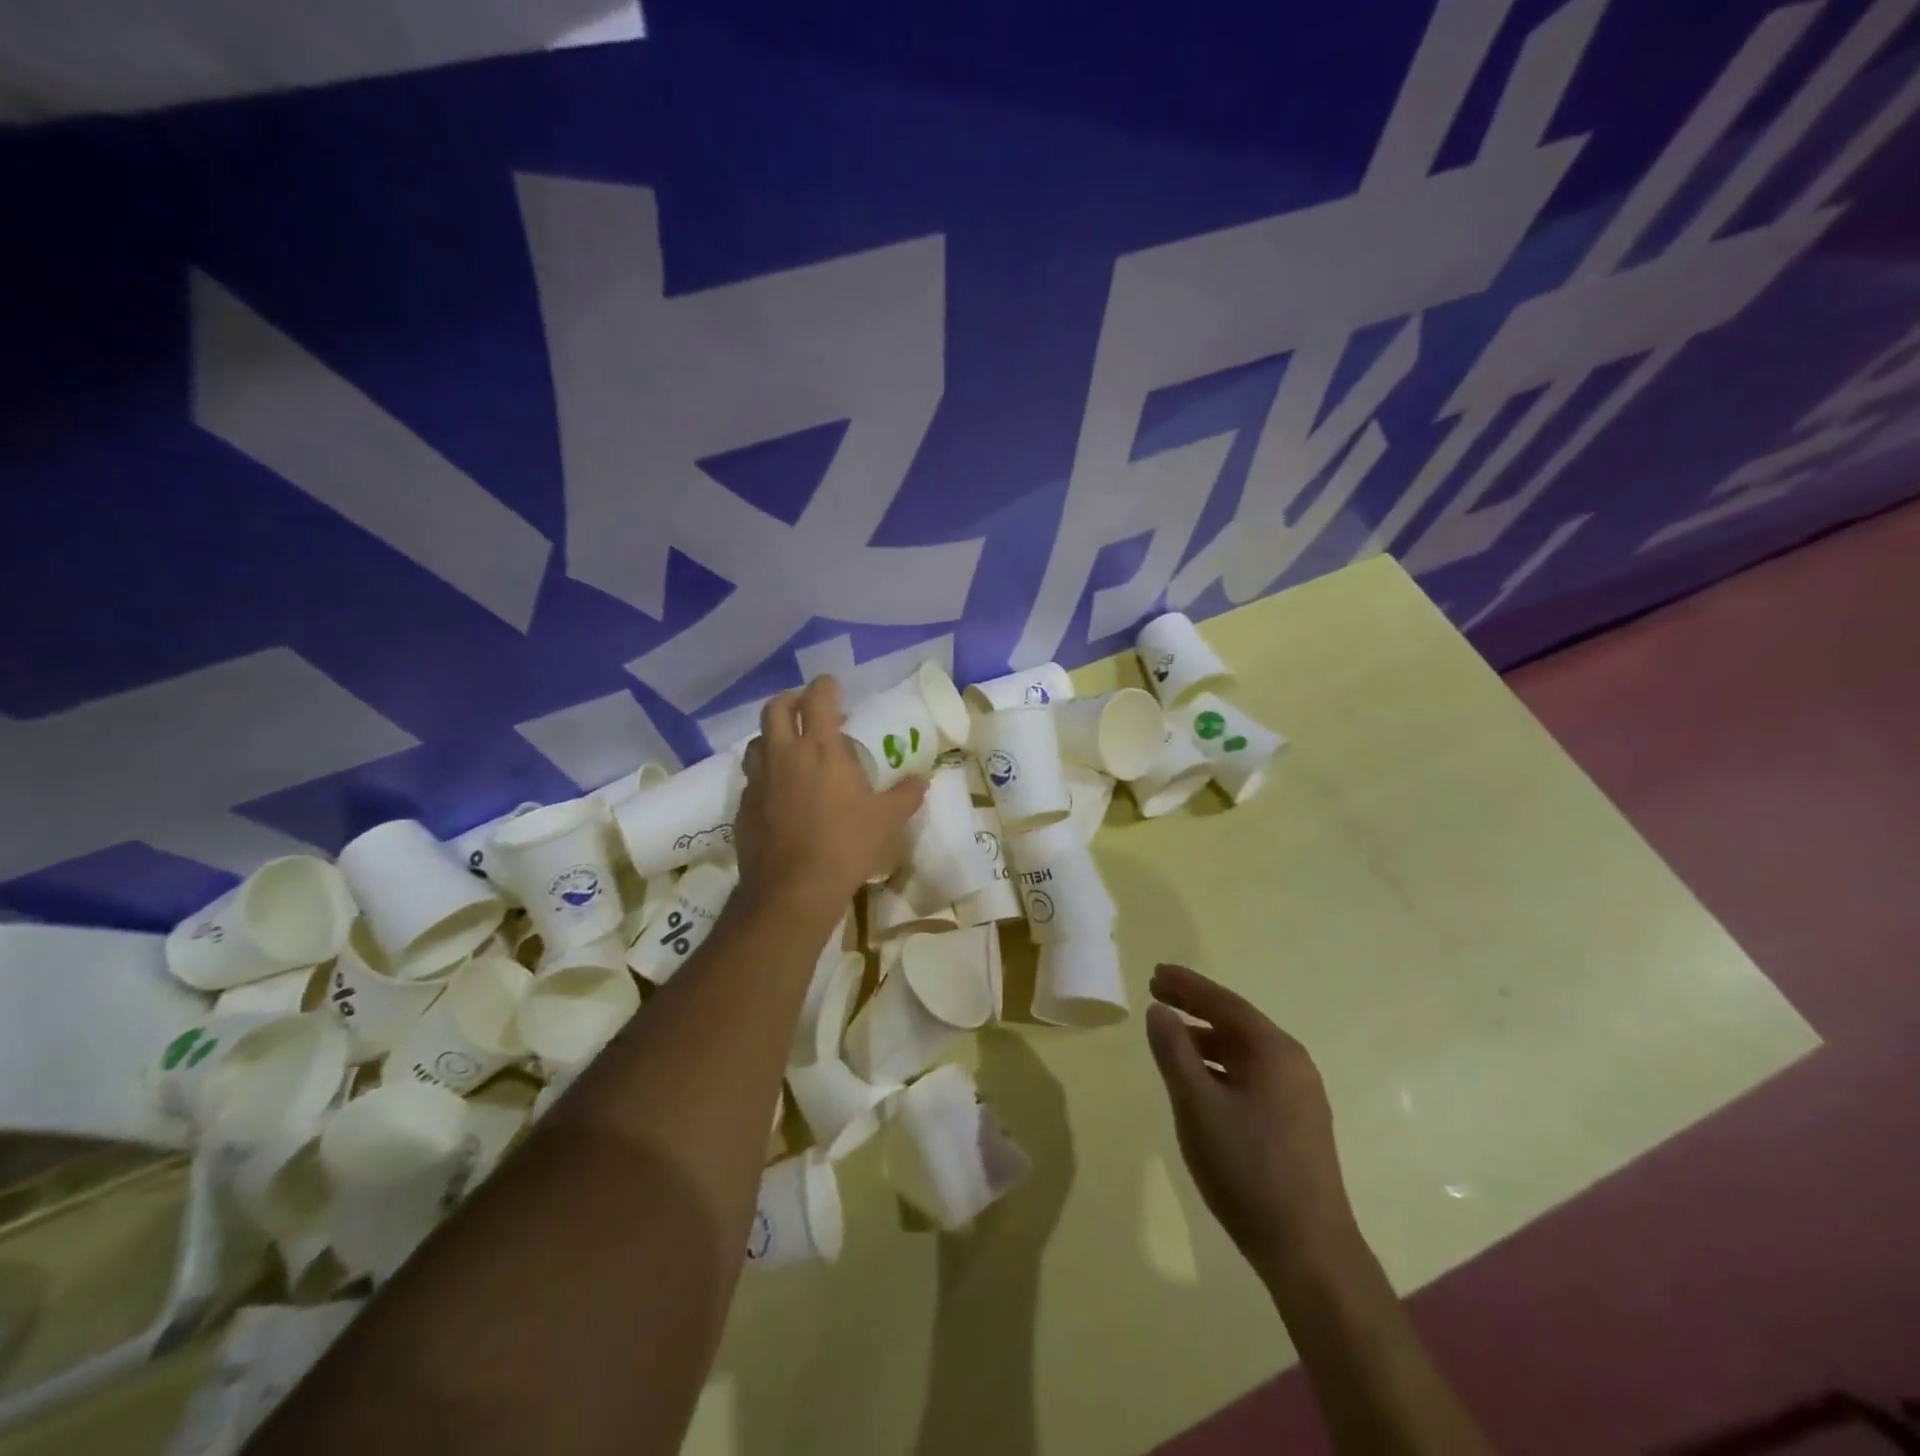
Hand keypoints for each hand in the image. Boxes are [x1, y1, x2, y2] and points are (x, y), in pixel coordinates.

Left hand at [736, 676, 926, 914]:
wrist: (793, 888)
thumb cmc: (846, 845)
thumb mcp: (887, 820)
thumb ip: (905, 795)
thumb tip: (920, 781)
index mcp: (821, 749)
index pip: (818, 698)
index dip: (825, 686)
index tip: (833, 686)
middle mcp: (784, 755)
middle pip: (776, 709)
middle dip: (791, 700)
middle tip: (808, 710)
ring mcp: (759, 780)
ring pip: (756, 741)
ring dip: (773, 736)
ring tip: (790, 749)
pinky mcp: (744, 806)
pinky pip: (752, 778)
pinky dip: (765, 774)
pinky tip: (779, 792)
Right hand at [1145, 963, 1360, 1288]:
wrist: (1308, 1250)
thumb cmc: (1247, 1168)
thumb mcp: (1197, 1105)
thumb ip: (1174, 1052)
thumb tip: (1159, 1011)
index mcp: (1274, 1051)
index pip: (1223, 1002)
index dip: (1187, 985)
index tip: (1154, 973)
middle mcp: (1292, 1063)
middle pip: (1236, 1021)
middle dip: (1195, 1005)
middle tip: (1157, 992)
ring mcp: (1299, 1094)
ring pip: (1244, 1051)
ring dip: (1206, 1037)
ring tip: (1171, 1035)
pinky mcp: (1297, 1121)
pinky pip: (1252, 1074)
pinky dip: (1221, 1065)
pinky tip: (1200, 1079)